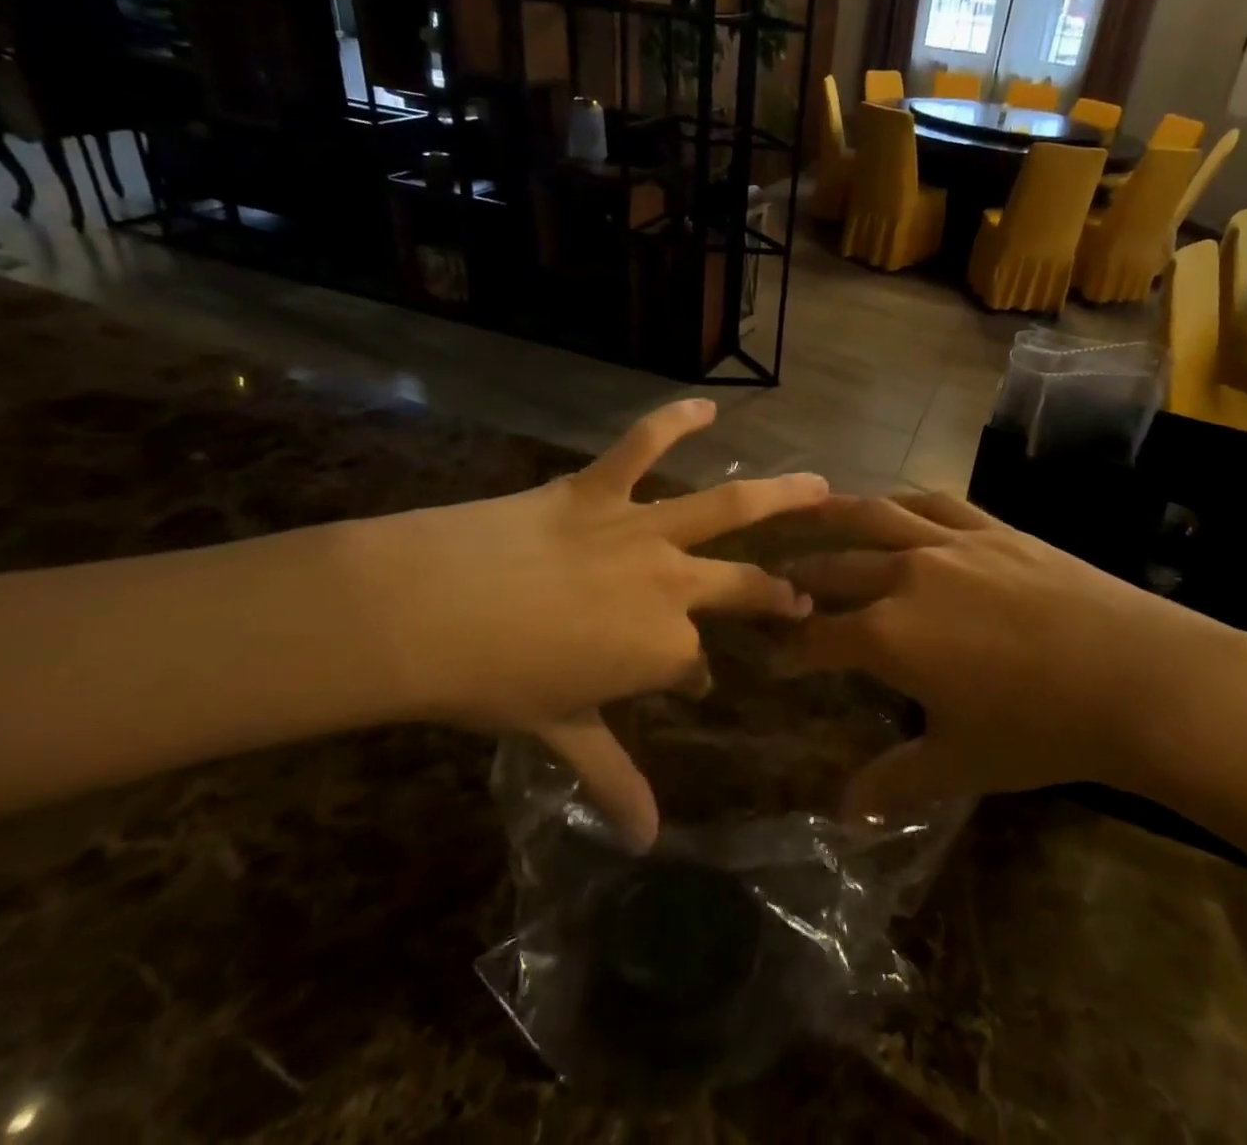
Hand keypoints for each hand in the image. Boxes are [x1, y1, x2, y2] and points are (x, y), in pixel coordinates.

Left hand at [348, 400, 826, 846]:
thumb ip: (613, 780)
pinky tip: (705, 404)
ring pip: (728, 507)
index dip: (693, 678)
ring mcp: (640, 530)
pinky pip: (644, 444)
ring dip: (781, 495)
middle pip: (741, 588)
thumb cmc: (494, 682)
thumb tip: (645, 843)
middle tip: (798, 595)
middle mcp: (670, 585)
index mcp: (661, 649)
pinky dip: (674, 420)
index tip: (691, 685)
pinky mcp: (598, 488)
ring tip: (819, 484)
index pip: (694, 666)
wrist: (427, 612)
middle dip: (775, 595)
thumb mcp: (562, 732)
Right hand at [784, 491, 1246, 817]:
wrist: (1134, 676)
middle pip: (833, 568)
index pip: (817, 637)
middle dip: (797, 577)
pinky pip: (932, 502)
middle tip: (775, 582)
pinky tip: (892, 504)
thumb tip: (846, 813)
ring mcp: (948, 543)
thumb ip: (897, 782)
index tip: (772, 654)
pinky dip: (901, 501)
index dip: (788, 647)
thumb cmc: (1041, 728)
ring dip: (832, 517)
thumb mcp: (961, 762)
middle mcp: (904, 574)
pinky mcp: (990, 527)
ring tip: (806, 514)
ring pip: (873, 517)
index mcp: (887, 634)